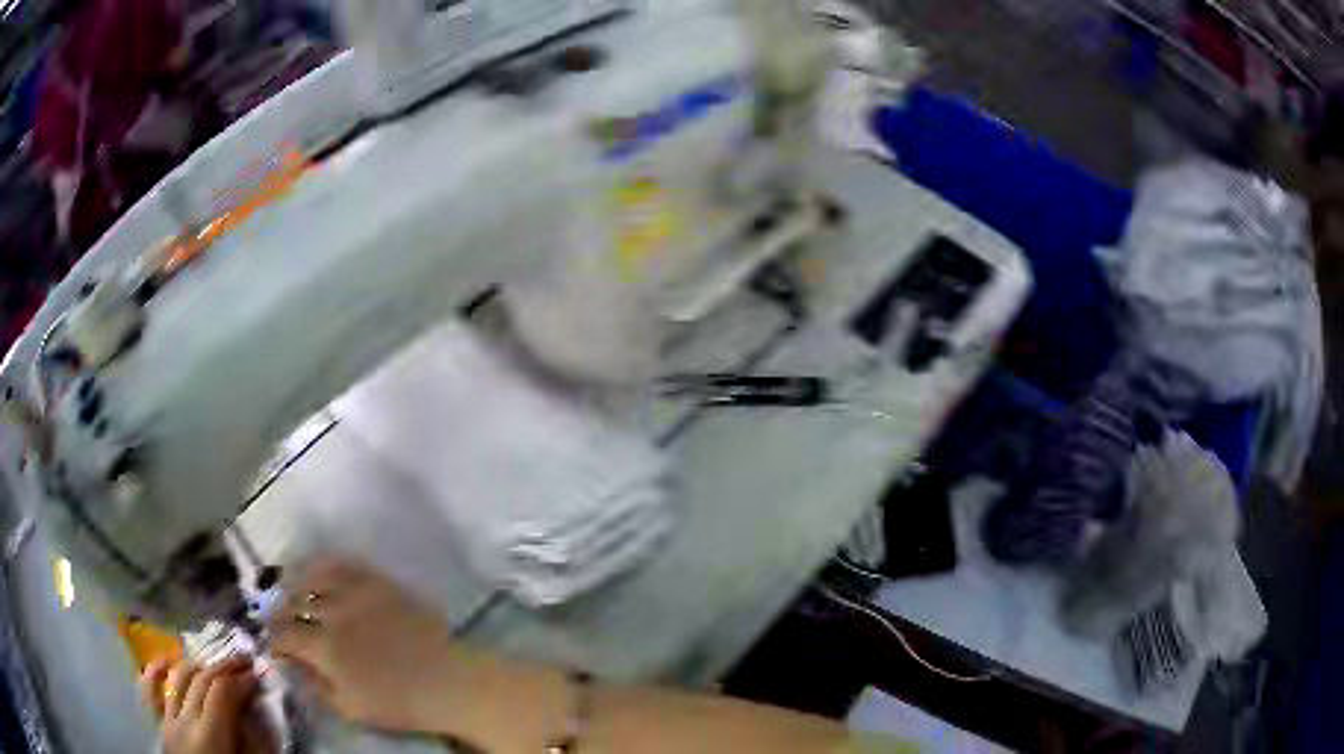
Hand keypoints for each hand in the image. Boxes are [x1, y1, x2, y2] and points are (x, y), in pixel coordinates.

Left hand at [140, 657, 261, 753]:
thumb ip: (254, 745)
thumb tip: (263, 716)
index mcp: (210, 735)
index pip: (223, 691)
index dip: (242, 679)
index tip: (259, 673)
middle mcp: (185, 720)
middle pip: (202, 680)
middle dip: (225, 666)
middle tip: (245, 661)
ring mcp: (168, 720)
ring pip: (179, 679)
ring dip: (199, 667)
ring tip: (215, 665)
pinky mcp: (160, 726)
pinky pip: (151, 691)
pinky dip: (157, 671)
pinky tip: (167, 661)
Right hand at [267, 558, 462, 732]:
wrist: (448, 682)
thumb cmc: (400, 704)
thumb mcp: (351, 709)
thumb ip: (317, 686)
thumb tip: (296, 667)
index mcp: (325, 648)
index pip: (284, 636)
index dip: (273, 641)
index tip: (272, 647)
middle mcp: (335, 614)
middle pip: (293, 603)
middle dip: (278, 611)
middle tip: (274, 617)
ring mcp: (358, 594)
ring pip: (314, 577)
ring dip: (295, 583)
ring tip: (289, 589)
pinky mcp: (379, 584)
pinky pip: (345, 565)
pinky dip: (325, 566)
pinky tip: (318, 571)